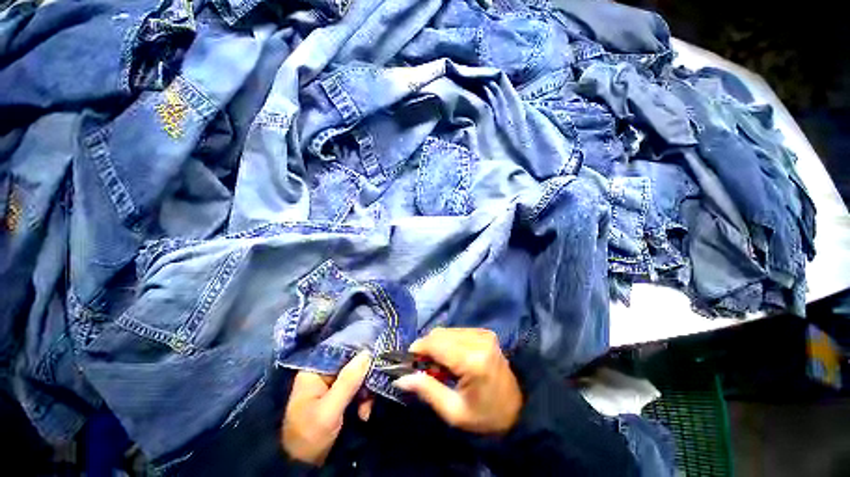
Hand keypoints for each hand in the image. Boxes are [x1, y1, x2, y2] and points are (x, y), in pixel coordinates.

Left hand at [281, 352, 373, 464]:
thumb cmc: (310, 436)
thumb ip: (348, 381)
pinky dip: (363, 401)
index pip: (341, 351)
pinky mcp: (338, 397)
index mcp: (314, 371)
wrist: (302, 466)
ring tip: (366, 411)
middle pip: (351, 364)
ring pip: (357, 377)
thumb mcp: (329, 410)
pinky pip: (356, 390)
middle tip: (370, 396)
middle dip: (364, 379)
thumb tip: (367, 353)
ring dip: (365, 393)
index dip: (359, 352)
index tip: (375, 358)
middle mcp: (323, 374)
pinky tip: (364, 414)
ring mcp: (331, 386)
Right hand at [393, 328, 521, 434]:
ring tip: (440, 365)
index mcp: (472, 360)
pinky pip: (457, 331)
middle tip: (424, 368)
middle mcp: (478, 340)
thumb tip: (400, 378)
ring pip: (447, 331)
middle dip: (427, 348)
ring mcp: (483, 334)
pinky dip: (448, 342)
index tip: (408, 361)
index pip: (436, 344)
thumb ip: (427, 390)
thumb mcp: (453, 411)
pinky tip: (452, 358)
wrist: (517, 408)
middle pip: (440, 334)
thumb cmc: (485, 416)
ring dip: (437, 345)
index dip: (418, 349)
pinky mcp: (485, 332)